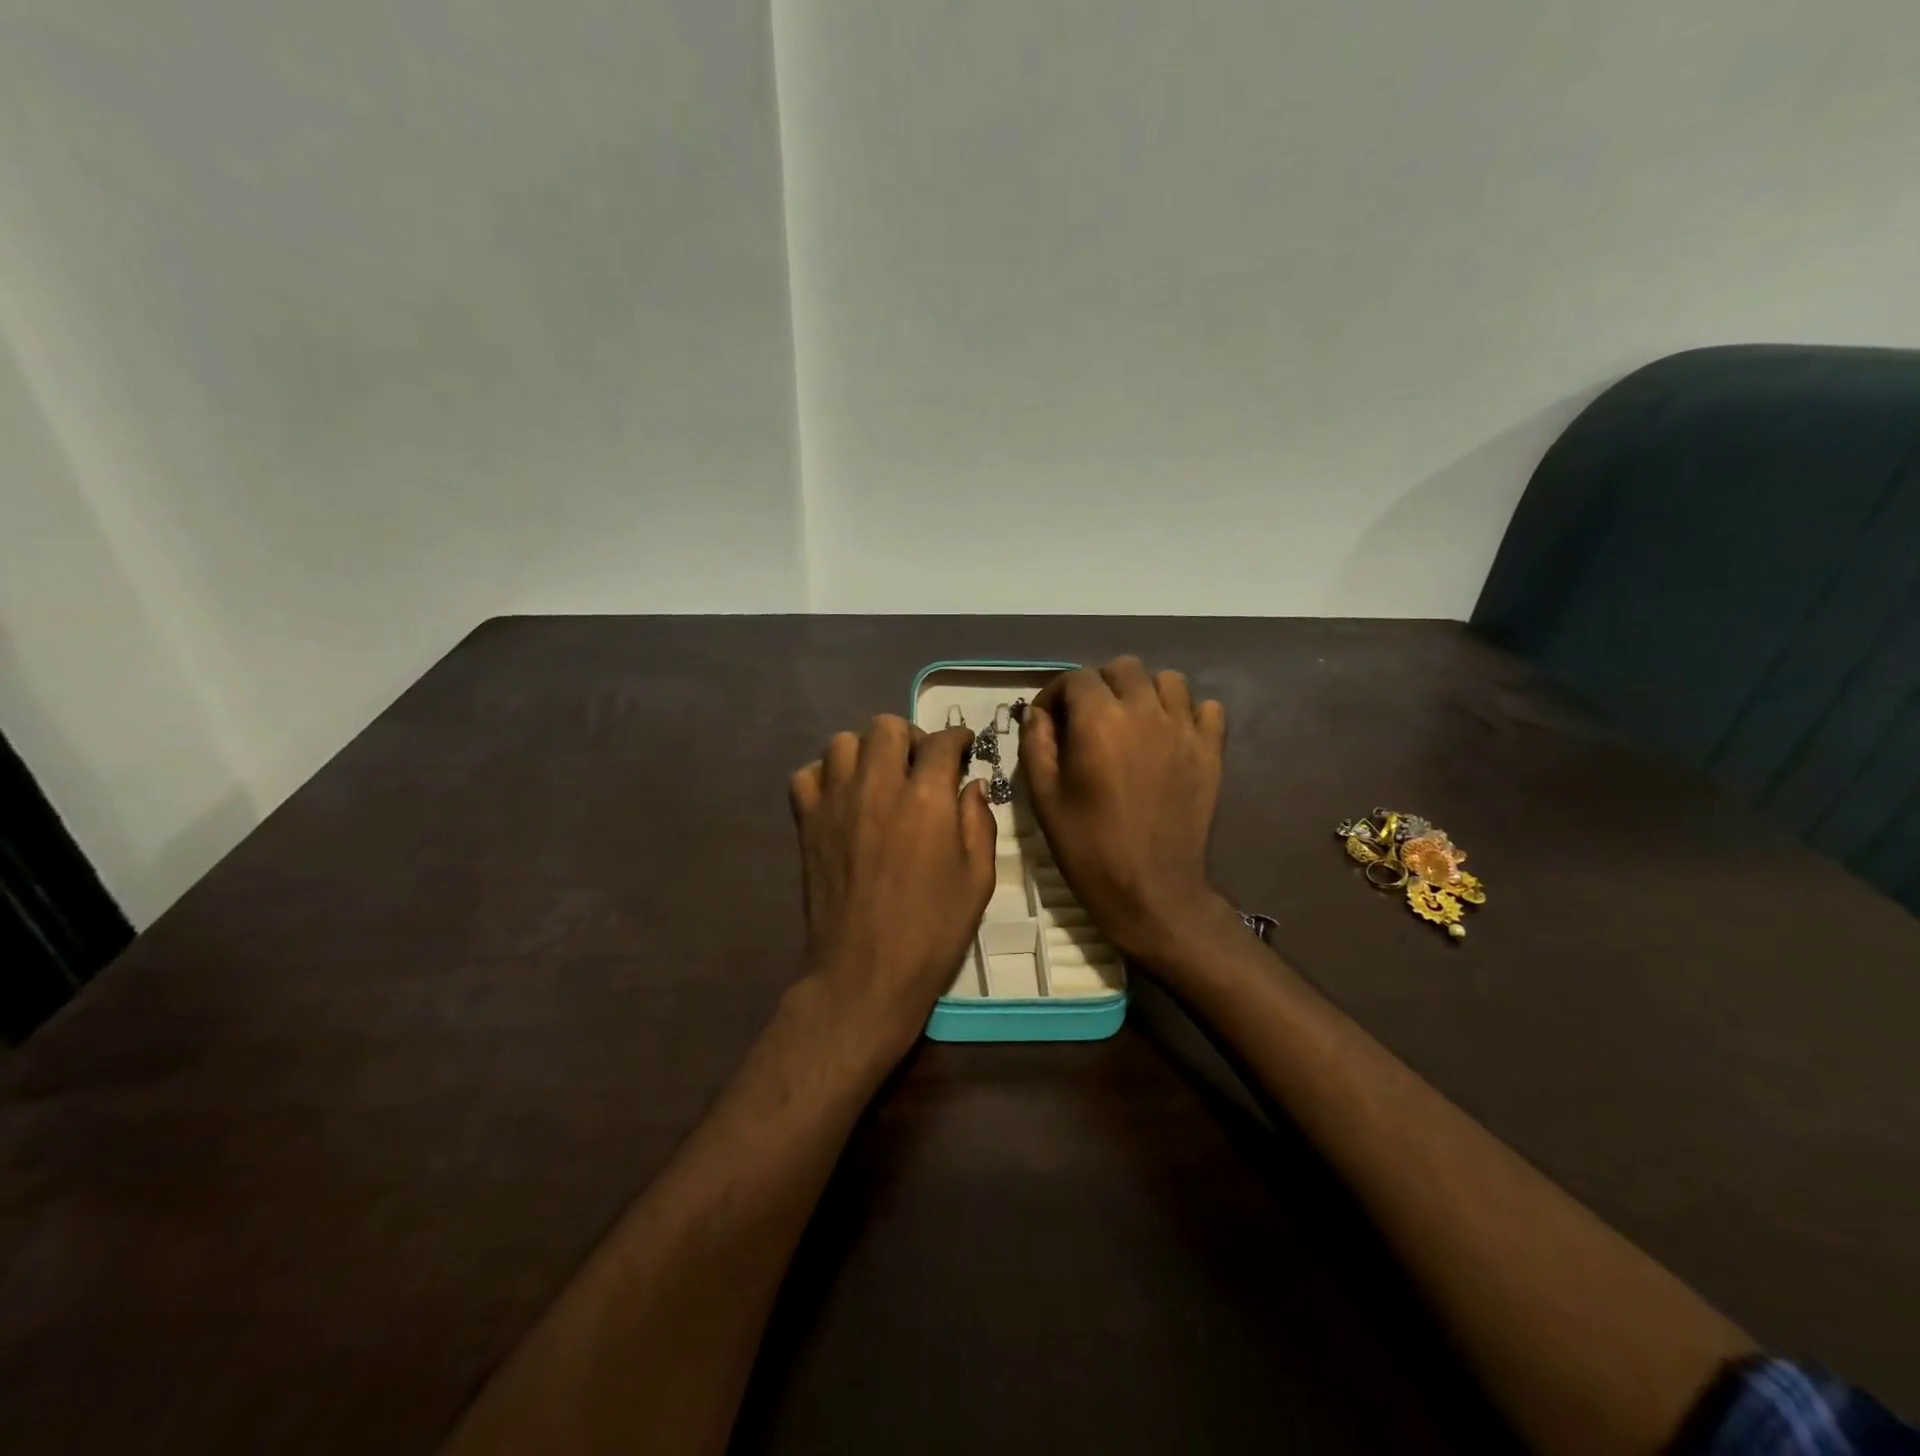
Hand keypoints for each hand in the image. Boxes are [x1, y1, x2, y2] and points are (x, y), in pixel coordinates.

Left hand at [789, 715, 996, 1054]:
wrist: (865, 972)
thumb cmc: (932, 930)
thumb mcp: (978, 878)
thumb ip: (979, 822)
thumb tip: (972, 785)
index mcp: (926, 798)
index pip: (942, 741)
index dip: (958, 738)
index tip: (964, 747)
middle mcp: (878, 786)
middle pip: (886, 726)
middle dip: (910, 736)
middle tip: (920, 764)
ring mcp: (836, 802)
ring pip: (843, 742)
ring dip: (866, 751)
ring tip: (879, 777)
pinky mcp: (807, 822)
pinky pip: (807, 775)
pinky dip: (825, 776)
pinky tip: (842, 797)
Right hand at [1022, 657, 1230, 963]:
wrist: (1151, 889)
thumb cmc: (1088, 846)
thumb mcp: (1044, 796)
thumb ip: (1036, 743)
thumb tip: (1037, 712)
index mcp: (1098, 720)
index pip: (1076, 678)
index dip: (1056, 694)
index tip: (1048, 719)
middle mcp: (1144, 711)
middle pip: (1123, 668)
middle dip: (1099, 685)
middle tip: (1088, 718)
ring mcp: (1184, 729)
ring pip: (1168, 680)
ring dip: (1144, 692)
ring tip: (1132, 721)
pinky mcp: (1211, 750)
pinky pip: (1207, 709)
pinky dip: (1188, 712)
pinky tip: (1171, 735)